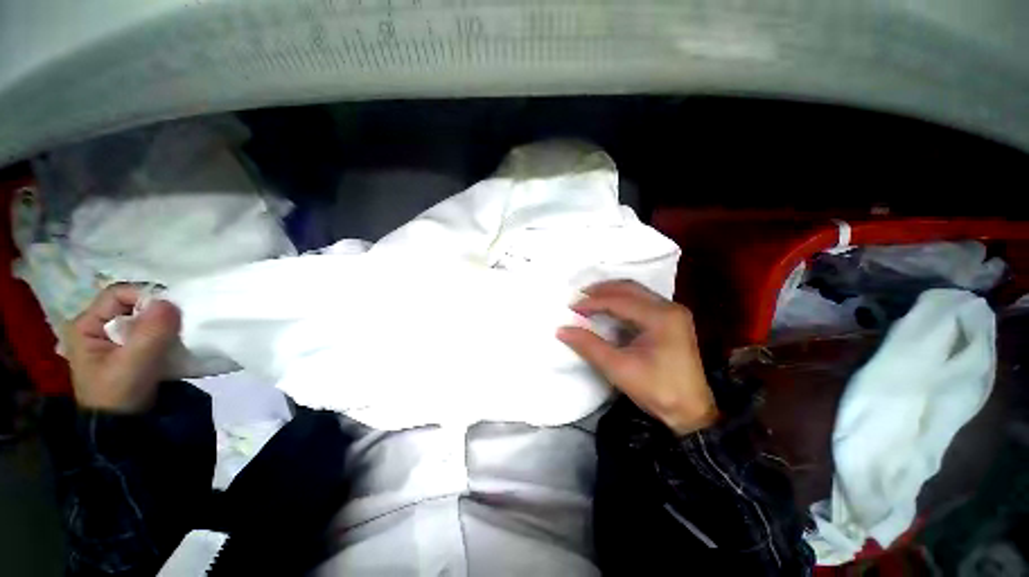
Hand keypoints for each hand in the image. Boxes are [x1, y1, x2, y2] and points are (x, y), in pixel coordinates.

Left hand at [65, 285, 180, 412]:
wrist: (123, 431)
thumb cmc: (119, 395)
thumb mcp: (133, 364)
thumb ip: (150, 332)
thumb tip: (170, 302)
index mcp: (86, 325)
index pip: (118, 294)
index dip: (145, 297)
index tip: (173, 311)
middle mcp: (98, 327)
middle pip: (133, 305)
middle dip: (160, 313)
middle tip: (181, 326)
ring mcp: (115, 341)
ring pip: (146, 320)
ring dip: (167, 326)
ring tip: (181, 338)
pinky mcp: (132, 352)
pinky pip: (153, 334)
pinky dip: (168, 337)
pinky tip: (177, 346)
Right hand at [557, 280, 716, 435]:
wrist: (692, 412)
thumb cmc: (657, 390)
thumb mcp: (618, 368)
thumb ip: (589, 346)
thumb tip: (561, 330)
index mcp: (661, 317)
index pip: (620, 301)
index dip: (593, 302)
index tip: (571, 306)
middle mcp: (670, 307)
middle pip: (630, 288)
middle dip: (602, 290)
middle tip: (579, 296)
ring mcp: (673, 312)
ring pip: (636, 292)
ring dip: (611, 293)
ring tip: (589, 299)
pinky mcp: (672, 320)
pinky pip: (642, 301)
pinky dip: (622, 301)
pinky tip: (609, 309)